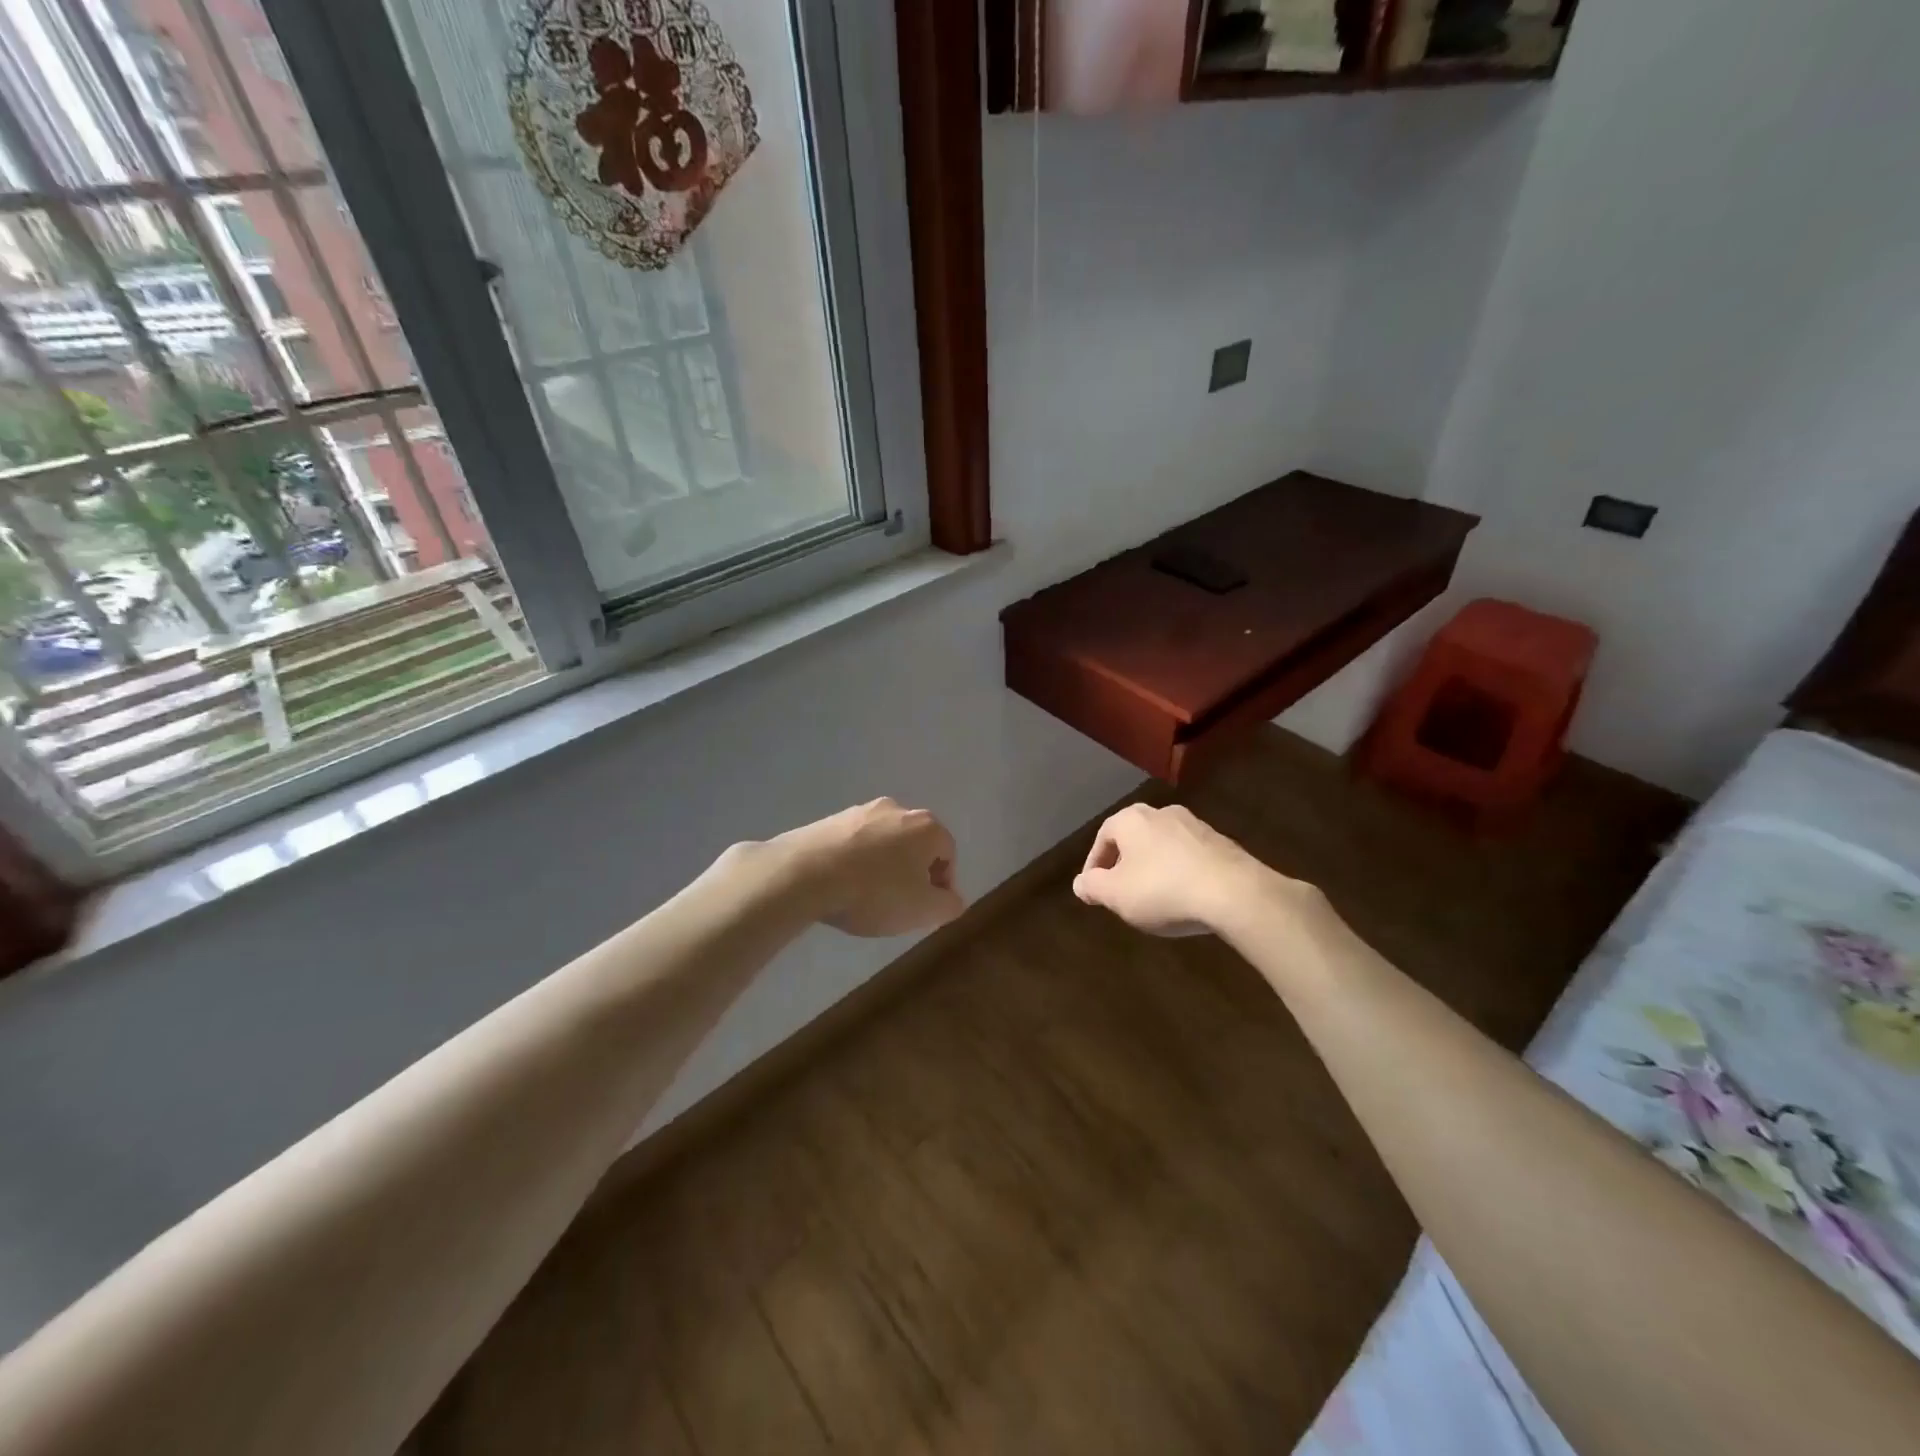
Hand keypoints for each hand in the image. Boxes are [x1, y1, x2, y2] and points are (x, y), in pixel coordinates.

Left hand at [773, 799, 964, 936]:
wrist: (806, 872)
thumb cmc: (875, 892)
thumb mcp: (922, 910)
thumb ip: (948, 905)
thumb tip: (953, 899)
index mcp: (927, 826)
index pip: (948, 854)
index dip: (942, 885)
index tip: (926, 910)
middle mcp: (898, 809)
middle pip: (915, 844)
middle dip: (912, 873)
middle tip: (899, 903)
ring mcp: (861, 811)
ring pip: (884, 842)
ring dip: (883, 866)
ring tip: (867, 896)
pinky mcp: (831, 819)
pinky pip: (855, 843)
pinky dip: (856, 861)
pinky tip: (842, 884)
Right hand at [1072, 802, 1291, 936]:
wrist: (1234, 892)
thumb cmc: (1162, 889)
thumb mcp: (1116, 895)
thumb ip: (1092, 887)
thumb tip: (1080, 883)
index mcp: (1131, 819)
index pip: (1103, 837)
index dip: (1095, 865)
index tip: (1094, 889)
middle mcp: (1162, 813)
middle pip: (1134, 838)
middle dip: (1125, 864)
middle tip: (1121, 891)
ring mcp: (1195, 826)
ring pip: (1163, 846)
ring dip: (1153, 867)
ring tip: (1153, 897)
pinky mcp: (1222, 843)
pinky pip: (1189, 856)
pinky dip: (1180, 873)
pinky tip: (1184, 897)